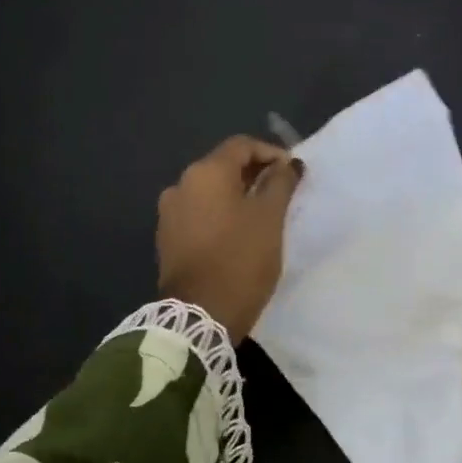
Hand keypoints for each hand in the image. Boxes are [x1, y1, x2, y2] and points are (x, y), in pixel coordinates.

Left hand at [156, 136, 304, 341]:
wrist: (198, 316)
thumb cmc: (240, 259)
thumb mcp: (270, 218)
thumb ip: (281, 183)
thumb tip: (289, 163)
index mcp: (206, 173)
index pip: (242, 146)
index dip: (271, 153)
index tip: (293, 172)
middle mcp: (181, 185)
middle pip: (224, 166)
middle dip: (255, 174)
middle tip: (284, 193)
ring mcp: (170, 213)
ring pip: (211, 192)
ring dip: (238, 195)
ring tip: (264, 215)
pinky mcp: (168, 239)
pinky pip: (200, 213)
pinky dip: (221, 215)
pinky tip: (240, 234)